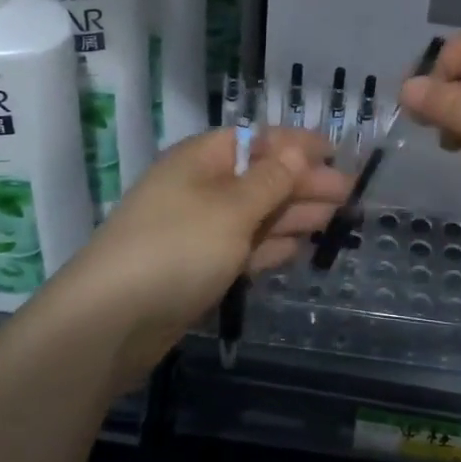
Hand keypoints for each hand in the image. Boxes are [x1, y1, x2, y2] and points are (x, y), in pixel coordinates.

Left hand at [51, 127, 349, 391]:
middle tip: (349, 193)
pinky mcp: (198, 268)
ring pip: (255, 215)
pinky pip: (243, 248)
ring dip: (293, 215)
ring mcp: (198, 230)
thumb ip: (271, 180)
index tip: (337, 151)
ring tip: (335, 218)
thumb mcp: (232, 208)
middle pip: (260, 178)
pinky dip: (271, 246)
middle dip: (303, 183)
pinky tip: (298, 247)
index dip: (297, 144)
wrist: (111, 321)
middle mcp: (200, 188)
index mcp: (201, 160)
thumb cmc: (177, 248)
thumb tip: (299, 151)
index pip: (257, 140)